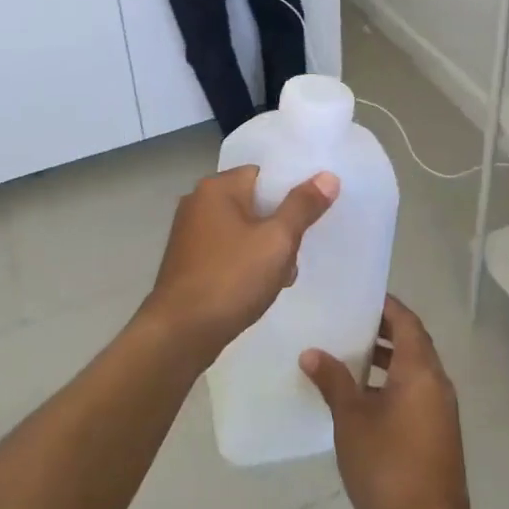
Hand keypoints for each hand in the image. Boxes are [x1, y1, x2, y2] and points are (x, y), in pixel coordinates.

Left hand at [142, 165, 339, 369]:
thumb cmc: (231, 279)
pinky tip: (256, 289)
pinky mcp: (187, 260)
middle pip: (254, 202)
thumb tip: (328, 176)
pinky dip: (244, 263)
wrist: (180, 333)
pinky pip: (226, 250)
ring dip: (264, 250)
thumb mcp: (277, 241)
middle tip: (293, 256)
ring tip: (279, 278)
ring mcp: (189, 232)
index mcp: (216, 187)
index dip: (289, 193)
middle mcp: (198, 201)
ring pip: (242, 229)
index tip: (308, 218)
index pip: (263, 174)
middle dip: (279, 228)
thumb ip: (303, 206)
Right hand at [301, 295, 471, 508]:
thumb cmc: (389, 468)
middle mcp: (437, 383)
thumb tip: (311, 353)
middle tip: (347, 323)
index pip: (406, 321)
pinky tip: (363, 398)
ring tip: (349, 356)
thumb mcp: (352, 421)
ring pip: (414, 369)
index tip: (357, 297)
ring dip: (387, 359)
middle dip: (383, 330)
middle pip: (413, 342)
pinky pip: (416, 391)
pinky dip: (393, 383)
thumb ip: (333, 382)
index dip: (385, 306)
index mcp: (421, 371)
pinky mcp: (438, 434)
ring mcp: (441, 411)